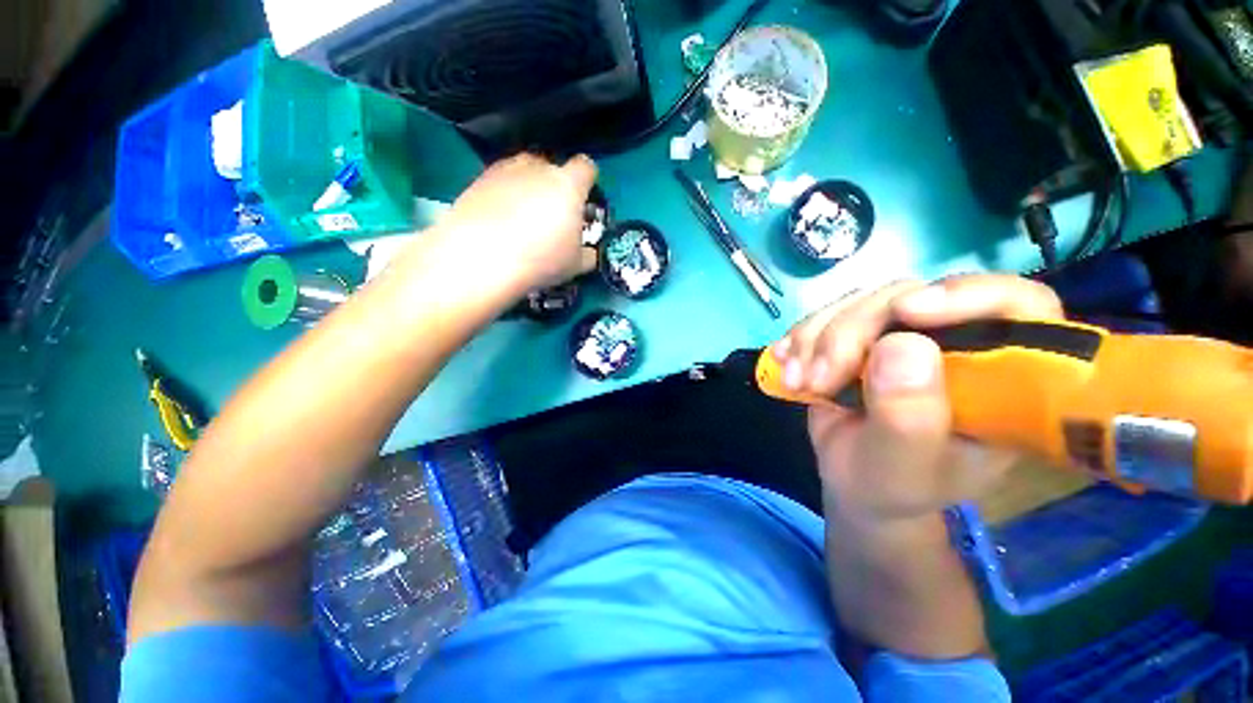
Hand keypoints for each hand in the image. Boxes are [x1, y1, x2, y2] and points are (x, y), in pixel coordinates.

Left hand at [437, 153, 599, 295]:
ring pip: (523, 172)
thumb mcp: (576, 264)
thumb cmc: (541, 258)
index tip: (584, 200)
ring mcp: (504, 170)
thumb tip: (588, 253)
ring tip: (521, 218)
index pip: (586, 167)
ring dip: (527, 188)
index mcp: (568, 184)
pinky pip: (499, 182)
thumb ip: (587, 253)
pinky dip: (503, 196)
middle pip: (552, 167)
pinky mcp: (477, 180)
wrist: (481, 257)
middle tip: (552, 215)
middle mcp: (537, 168)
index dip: (588, 182)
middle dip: (554, 186)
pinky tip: (498, 221)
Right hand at [772, 275, 1064, 525]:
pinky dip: (800, 338)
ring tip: (797, 381)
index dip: (968, 294)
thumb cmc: (891, 487)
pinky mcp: (860, 337)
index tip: (906, 313)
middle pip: (909, 297)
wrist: (853, 483)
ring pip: (859, 302)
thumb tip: (901, 345)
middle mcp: (955, 343)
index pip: (1016, 306)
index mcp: (998, 378)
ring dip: (815, 338)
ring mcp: (902, 335)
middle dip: (851, 334)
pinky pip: (827, 316)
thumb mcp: (903, 468)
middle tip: (817, 379)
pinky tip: (785, 363)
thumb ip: (911, 418)